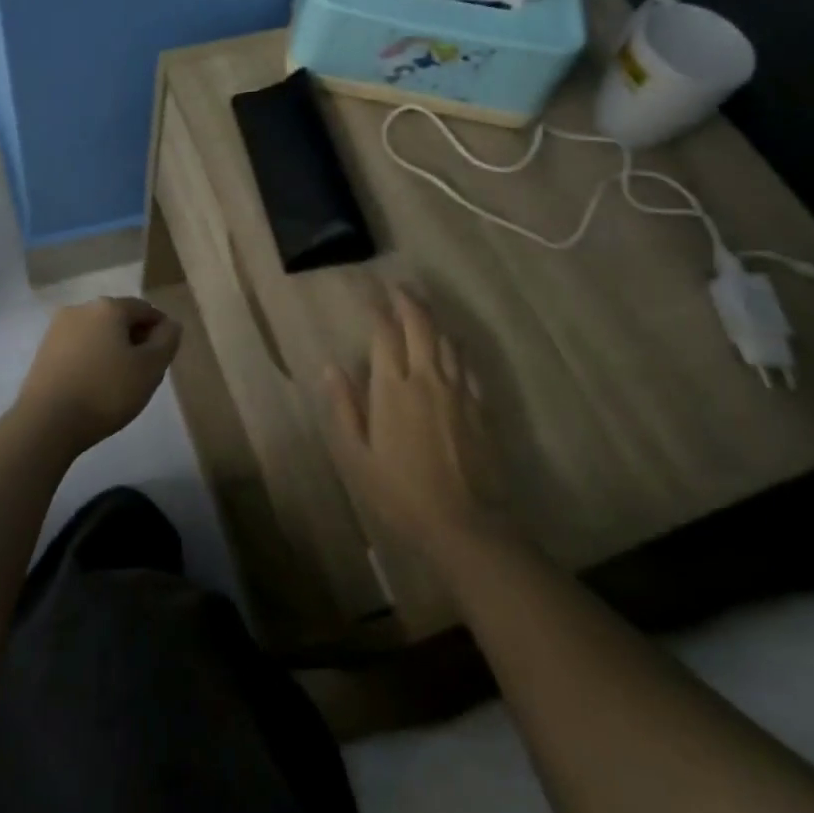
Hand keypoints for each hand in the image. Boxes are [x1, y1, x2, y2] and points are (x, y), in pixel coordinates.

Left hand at [13, 296, 182, 453]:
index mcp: (108, 307)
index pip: (145, 309)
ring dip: (112, 349)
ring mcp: (57, 329)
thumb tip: (170, 324)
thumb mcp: (150, 368)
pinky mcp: (43, 351)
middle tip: (144, 371)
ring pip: (97, 333)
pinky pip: (78, 347)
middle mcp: (81, 308)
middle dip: (135, 339)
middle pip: (119, 318)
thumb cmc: (106, 391)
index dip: (161, 330)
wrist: (47, 422)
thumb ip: (167, 341)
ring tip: (119, 381)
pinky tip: (95, 384)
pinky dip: (92, 359)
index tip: (164, 357)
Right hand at [323, 285, 522, 571]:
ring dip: (434, 319)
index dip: (376, 310)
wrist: (467, 525)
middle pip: (420, 325)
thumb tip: (331, 368)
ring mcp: (459, 391)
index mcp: (392, 388)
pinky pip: (469, 365)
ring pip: (447, 340)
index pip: (384, 334)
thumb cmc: (401, 494)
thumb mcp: (358, 457)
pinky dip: (457, 347)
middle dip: (408, 301)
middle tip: (399, 287)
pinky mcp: (481, 407)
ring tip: (423, 308)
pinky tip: (454, 347)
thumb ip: (345, 409)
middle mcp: (427, 378)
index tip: (369, 294)